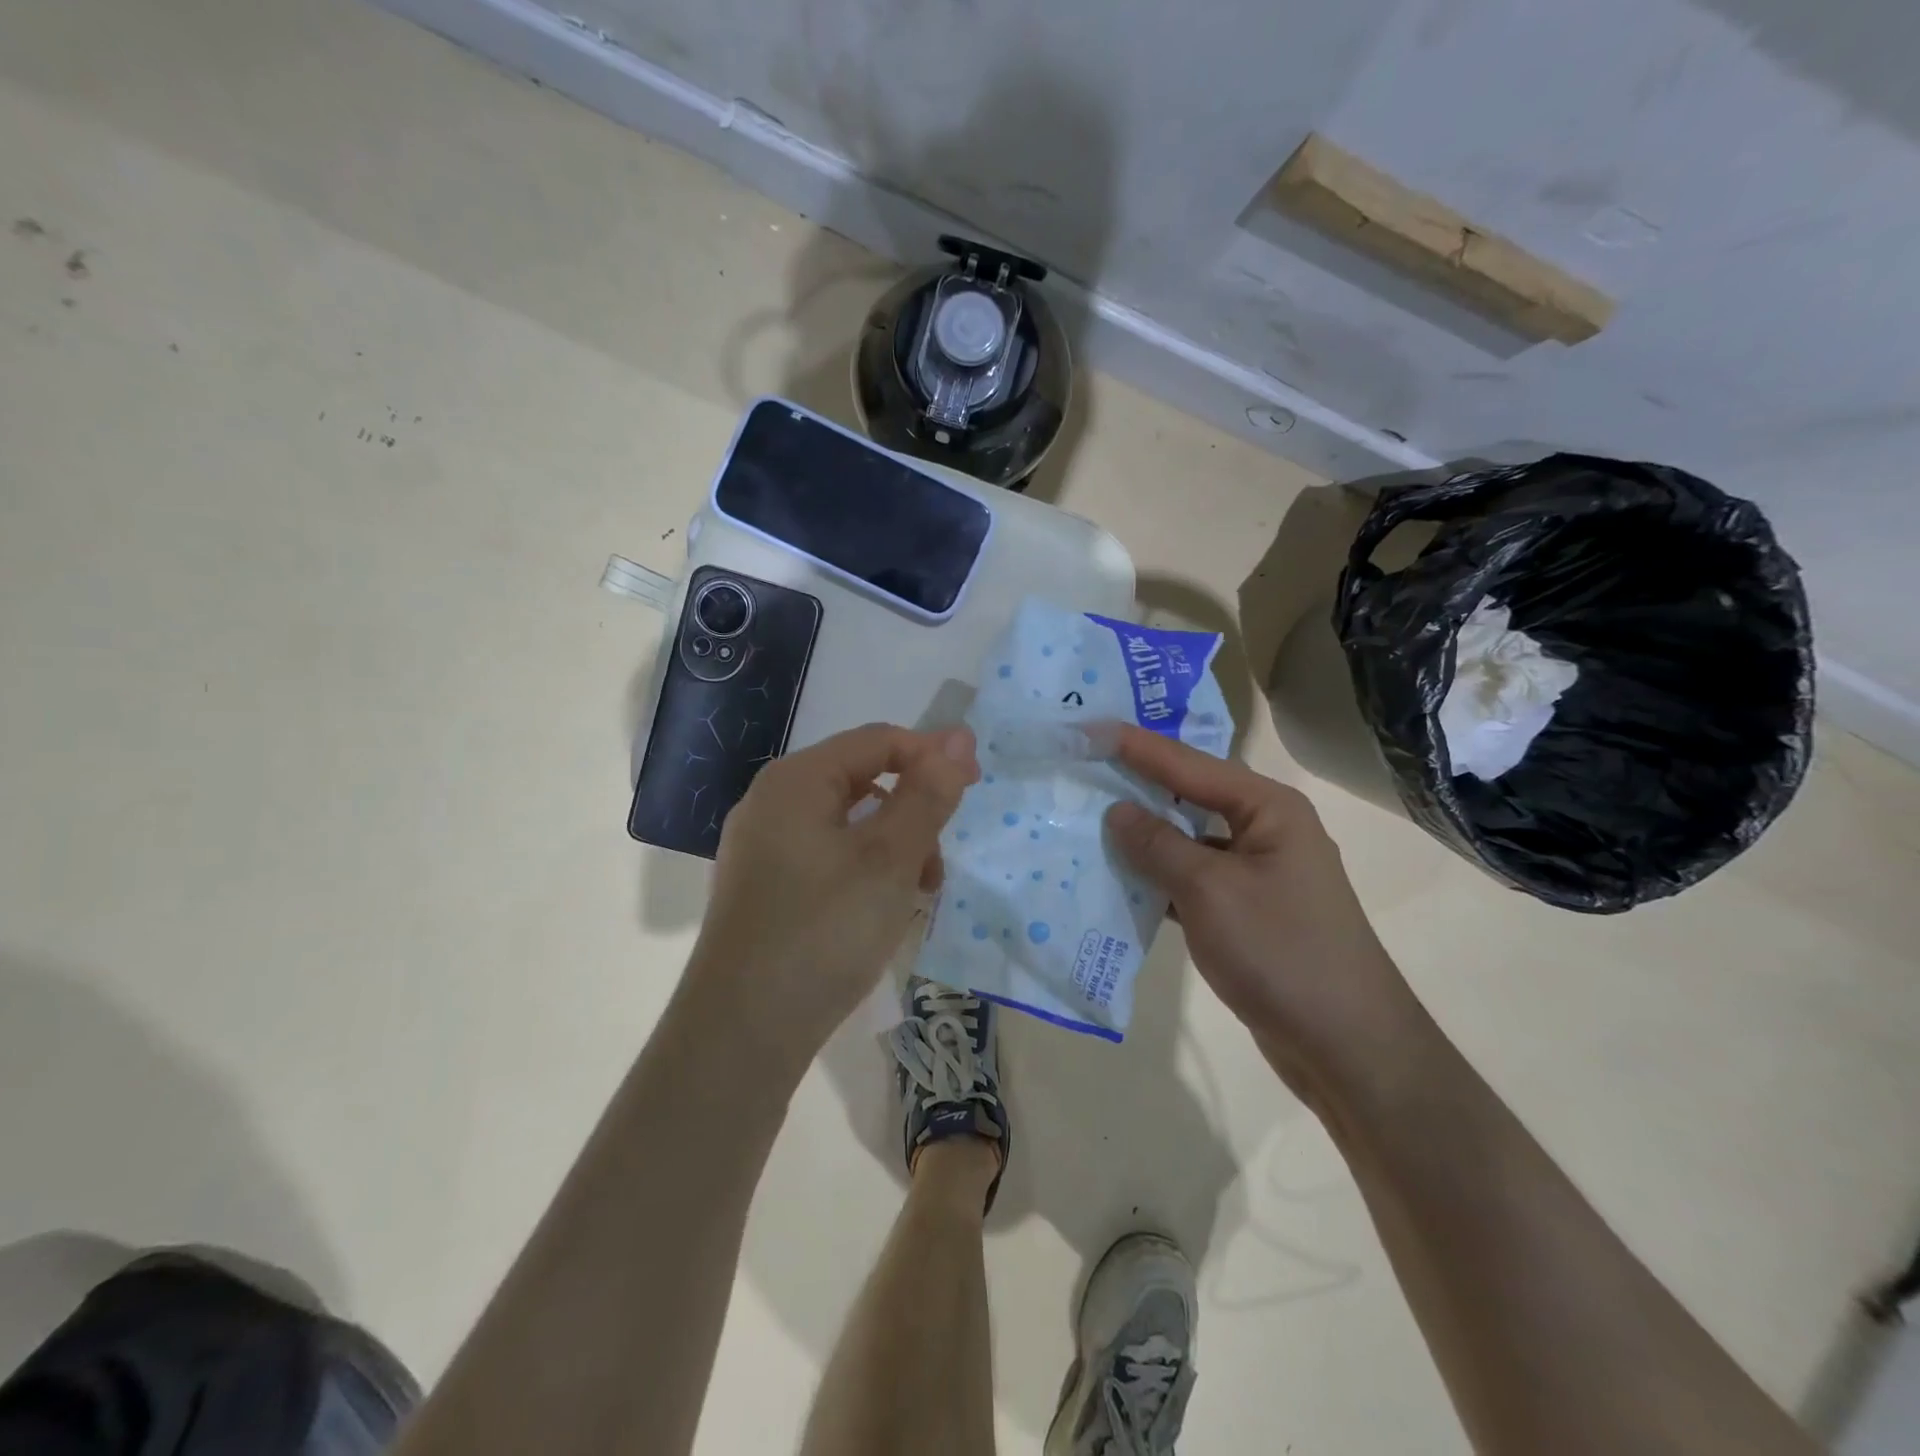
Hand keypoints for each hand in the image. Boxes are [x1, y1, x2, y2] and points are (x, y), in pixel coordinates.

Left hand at [686, 723, 978, 1065]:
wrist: (743, 1033)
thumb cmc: (825, 931)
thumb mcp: (891, 858)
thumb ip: (928, 793)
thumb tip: (959, 736)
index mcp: (796, 780)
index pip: (878, 740)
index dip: (931, 757)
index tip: (972, 792)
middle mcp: (771, 802)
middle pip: (862, 781)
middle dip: (911, 814)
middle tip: (936, 866)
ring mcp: (761, 847)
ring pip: (847, 824)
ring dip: (892, 848)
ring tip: (914, 897)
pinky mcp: (763, 887)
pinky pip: (826, 857)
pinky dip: (863, 872)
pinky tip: (879, 913)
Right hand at [1104, 725, 1419, 1099]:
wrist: (1345, 1045)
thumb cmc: (1280, 951)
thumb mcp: (1210, 891)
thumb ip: (1158, 845)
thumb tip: (1117, 810)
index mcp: (1267, 808)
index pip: (1188, 764)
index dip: (1135, 747)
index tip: (1088, 729)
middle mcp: (1265, 830)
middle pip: (1189, 796)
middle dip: (1136, 786)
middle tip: (1082, 768)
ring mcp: (1256, 873)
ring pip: (1187, 841)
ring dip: (1143, 837)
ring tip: (1087, 820)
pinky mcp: (1245, 911)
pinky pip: (1191, 879)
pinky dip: (1157, 878)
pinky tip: (1118, 879)